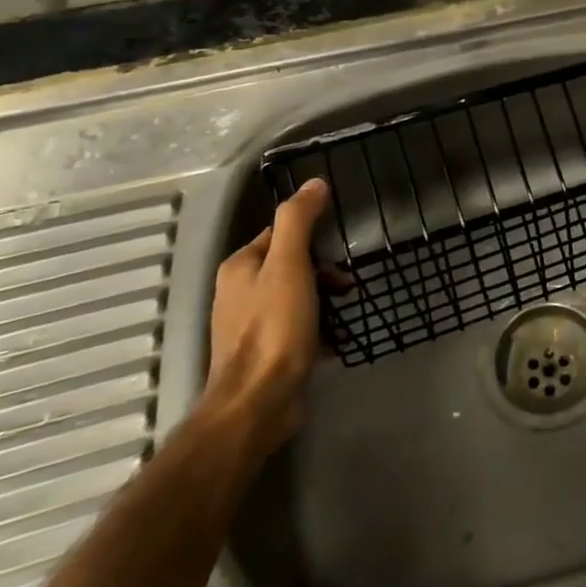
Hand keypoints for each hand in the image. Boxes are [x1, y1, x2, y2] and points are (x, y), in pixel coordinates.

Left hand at [206, 179, 332, 455]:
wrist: (258, 403)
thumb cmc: (275, 328)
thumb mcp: (289, 264)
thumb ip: (299, 221)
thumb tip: (315, 183)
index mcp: (240, 267)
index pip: (280, 233)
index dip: (312, 236)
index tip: (338, 250)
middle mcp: (238, 293)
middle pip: (290, 264)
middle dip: (323, 271)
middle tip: (346, 285)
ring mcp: (249, 326)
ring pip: (296, 295)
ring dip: (324, 299)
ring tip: (344, 311)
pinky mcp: (265, 354)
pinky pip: (297, 327)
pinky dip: (318, 327)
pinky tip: (335, 339)